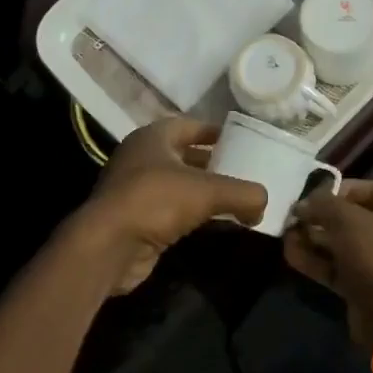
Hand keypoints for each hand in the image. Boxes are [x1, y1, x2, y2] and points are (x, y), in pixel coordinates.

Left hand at [80, 118, 266, 293]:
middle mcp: (141, 158)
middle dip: (214, 163)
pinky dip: (194, 214)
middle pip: (185, 155)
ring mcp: (135, 190)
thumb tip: (264, 203)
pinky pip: (172, 211)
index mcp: (153, 137)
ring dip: (205, 192)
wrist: (108, 247)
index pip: (190, 126)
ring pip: (179, 185)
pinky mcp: (136, 220)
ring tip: (237, 199)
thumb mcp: (208, 191)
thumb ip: (244, 193)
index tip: (242, 140)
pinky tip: (216, 223)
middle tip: (244, 172)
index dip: (216, 132)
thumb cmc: (155, 201)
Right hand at [282, 180, 372, 349]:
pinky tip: (290, 254)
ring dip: (315, 240)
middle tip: (295, 217)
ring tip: (286, 234)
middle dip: (323, 217)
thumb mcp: (349, 219)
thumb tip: (305, 203)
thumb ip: (325, 204)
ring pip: (344, 246)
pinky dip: (317, 262)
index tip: (313, 193)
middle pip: (356, 219)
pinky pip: (339, 269)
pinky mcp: (367, 289)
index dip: (342, 189)